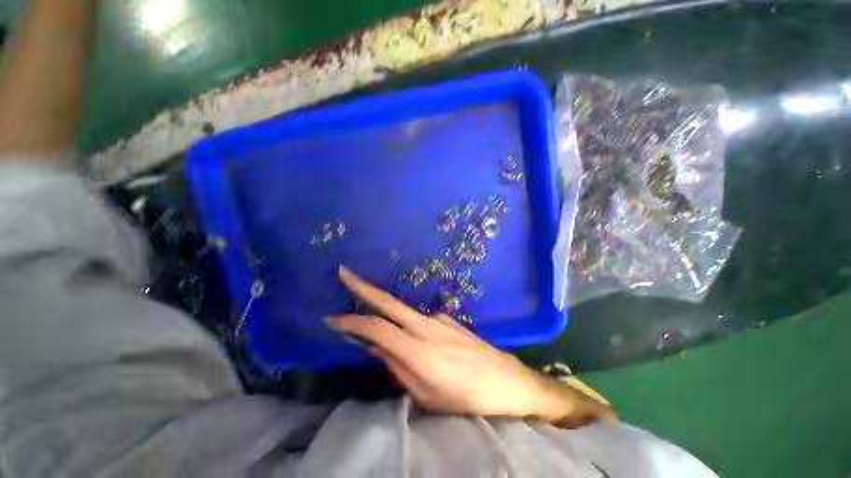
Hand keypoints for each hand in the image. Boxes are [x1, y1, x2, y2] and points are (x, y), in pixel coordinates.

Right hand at [326, 267, 613, 425]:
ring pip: (403, 311)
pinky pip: (419, 319)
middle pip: (389, 302)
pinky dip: (405, 323)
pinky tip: (409, 338)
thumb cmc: (466, 399)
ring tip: (369, 319)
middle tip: (344, 273)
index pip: (377, 328)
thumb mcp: (426, 396)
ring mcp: (440, 318)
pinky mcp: (449, 318)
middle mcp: (427, 326)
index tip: (331, 318)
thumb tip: (376, 348)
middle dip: (364, 287)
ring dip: (383, 309)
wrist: (508, 382)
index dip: (352, 321)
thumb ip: (399, 368)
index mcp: (419, 350)